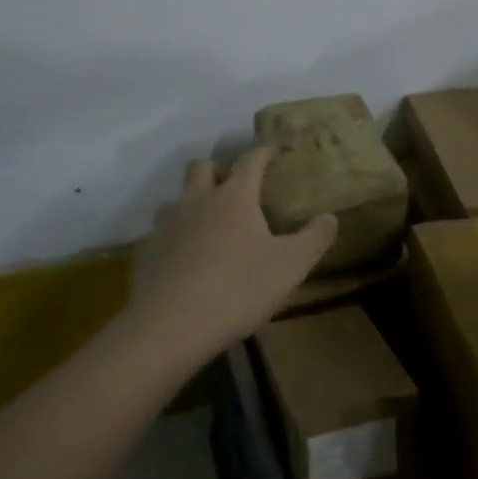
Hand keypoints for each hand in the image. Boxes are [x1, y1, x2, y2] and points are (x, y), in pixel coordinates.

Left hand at [124, 148, 336, 367]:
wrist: (170, 326)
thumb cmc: (238, 289)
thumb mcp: (290, 266)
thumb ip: (314, 238)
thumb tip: (330, 217)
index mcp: (235, 196)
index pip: (250, 160)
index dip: (261, 153)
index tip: (270, 153)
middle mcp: (198, 200)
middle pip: (202, 167)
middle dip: (217, 169)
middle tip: (232, 187)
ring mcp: (168, 224)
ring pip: (176, 198)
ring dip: (191, 202)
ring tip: (205, 223)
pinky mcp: (147, 251)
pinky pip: (160, 233)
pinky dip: (173, 237)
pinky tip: (183, 259)